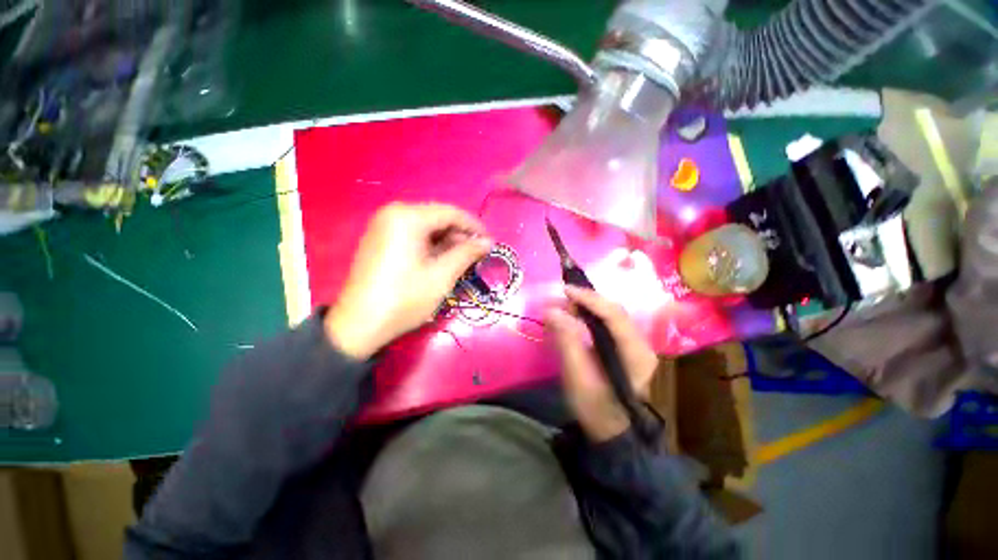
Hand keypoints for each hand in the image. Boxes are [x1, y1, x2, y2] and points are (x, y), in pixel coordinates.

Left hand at [325, 203, 491, 359]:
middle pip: (437, 218)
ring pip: (426, 227)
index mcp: (408, 217)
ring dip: (447, 242)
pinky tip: (441, 261)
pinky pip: (413, 235)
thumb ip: (467, 253)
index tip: (490, 243)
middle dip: (460, 236)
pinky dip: (431, 246)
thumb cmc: (404, 298)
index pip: (451, 213)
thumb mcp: (442, 276)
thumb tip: (488, 242)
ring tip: (462, 261)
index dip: (474, 227)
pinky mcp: (380, 238)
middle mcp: (393, 213)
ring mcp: (383, 225)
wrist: (359, 325)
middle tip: (477, 255)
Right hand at [545, 287, 657, 441]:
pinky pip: (604, 325)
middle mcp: (639, 343)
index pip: (613, 314)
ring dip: (584, 308)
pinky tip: (571, 318)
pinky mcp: (623, 348)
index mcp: (635, 351)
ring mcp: (632, 345)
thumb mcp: (577, 375)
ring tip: (562, 306)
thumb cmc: (594, 406)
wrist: (609, 431)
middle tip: (560, 299)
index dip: (589, 298)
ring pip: (607, 316)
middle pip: (612, 311)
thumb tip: (551, 310)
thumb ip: (566, 340)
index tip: (565, 290)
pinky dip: (586, 318)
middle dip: (585, 301)